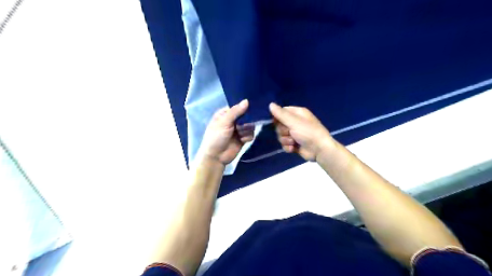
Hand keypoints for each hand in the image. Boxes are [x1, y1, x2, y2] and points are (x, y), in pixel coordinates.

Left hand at [197, 100, 255, 164]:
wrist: (216, 157)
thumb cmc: (216, 137)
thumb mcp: (224, 122)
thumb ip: (235, 112)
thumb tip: (247, 100)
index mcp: (225, 114)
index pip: (238, 106)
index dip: (245, 106)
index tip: (252, 106)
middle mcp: (233, 120)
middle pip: (246, 116)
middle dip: (247, 120)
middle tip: (245, 124)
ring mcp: (239, 130)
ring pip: (250, 125)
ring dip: (247, 130)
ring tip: (240, 134)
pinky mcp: (243, 138)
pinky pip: (251, 134)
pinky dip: (248, 137)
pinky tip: (242, 140)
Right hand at [268, 103, 333, 160]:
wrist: (319, 150)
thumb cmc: (308, 132)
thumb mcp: (294, 122)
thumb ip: (281, 114)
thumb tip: (270, 104)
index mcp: (297, 113)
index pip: (281, 112)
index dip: (277, 117)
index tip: (276, 121)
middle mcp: (295, 122)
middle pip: (279, 125)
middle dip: (282, 131)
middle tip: (290, 132)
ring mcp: (294, 134)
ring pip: (281, 136)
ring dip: (286, 140)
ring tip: (293, 142)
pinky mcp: (294, 144)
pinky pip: (284, 144)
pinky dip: (288, 147)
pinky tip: (294, 148)